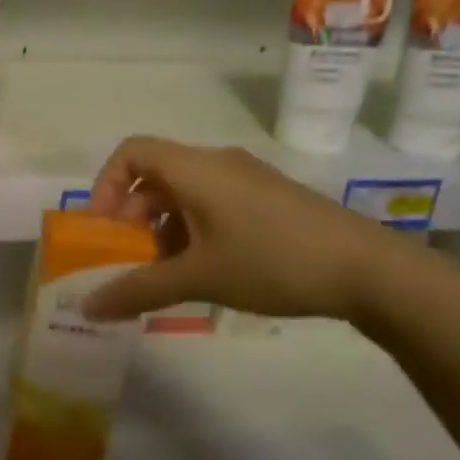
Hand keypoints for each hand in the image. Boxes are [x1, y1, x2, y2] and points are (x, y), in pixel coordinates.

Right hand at [79, 138, 402, 322]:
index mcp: (195, 168)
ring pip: (185, 192)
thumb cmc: (273, 260)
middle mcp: (217, 163)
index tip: (103, 227)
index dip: (106, 184)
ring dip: (163, 228)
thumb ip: (139, 290)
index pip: (131, 152)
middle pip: (155, 175)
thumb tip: (88, 308)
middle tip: (130, 258)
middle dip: (133, 216)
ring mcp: (247, 179)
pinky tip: (207, 270)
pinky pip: (213, 203)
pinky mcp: (269, 198)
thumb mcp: (200, 278)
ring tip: (167, 273)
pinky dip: (194, 229)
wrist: (370, 269)